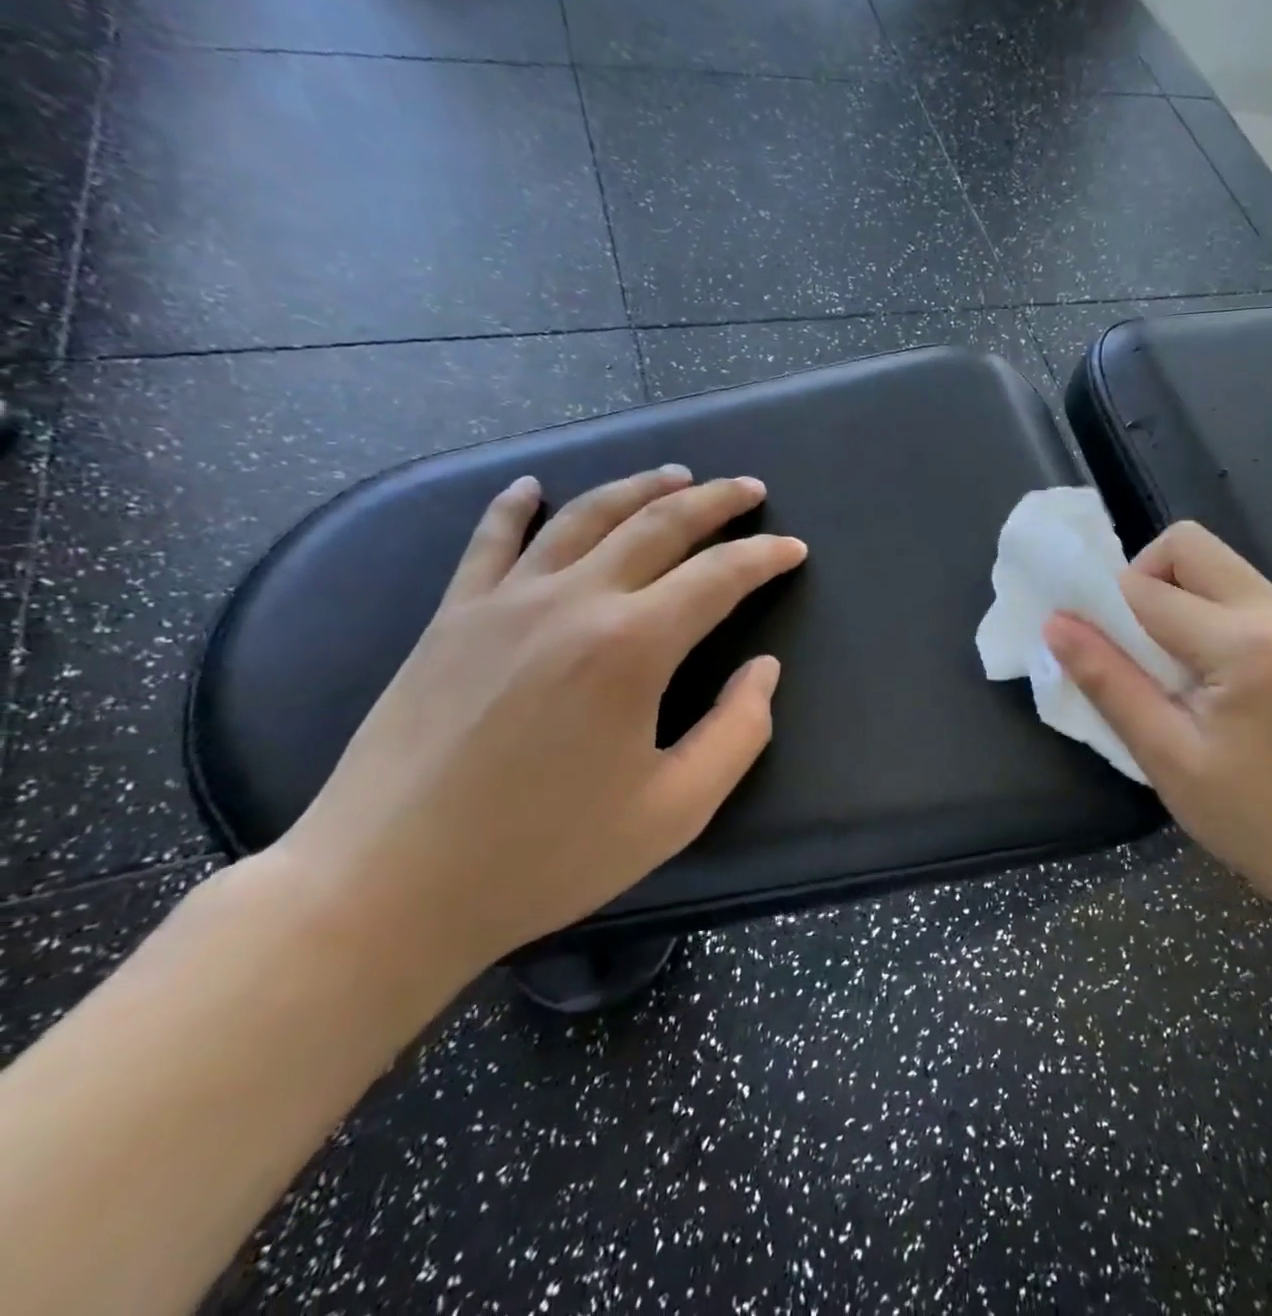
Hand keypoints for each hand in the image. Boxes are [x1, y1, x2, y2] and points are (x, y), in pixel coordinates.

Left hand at [269, 466, 807, 979]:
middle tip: (750, 488)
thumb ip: (738, 732)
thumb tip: (763, 670)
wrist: (386, 887)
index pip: (718, 576)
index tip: (795, 549)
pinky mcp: (450, 618)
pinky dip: (515, 506)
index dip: (765, 557)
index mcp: (632, 646)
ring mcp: (503, 602)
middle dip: (714, 501)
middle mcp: (572, 601)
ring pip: (584, 516)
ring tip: (675, 474)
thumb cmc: (546, 854)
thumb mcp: (675, 810)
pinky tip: (532, 486)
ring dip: (638, 488)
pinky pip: (490, 541)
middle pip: (657, 525)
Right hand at [1042, 521, 1271, 914]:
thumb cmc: (1251, 817)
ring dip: (1170, 594)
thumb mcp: (1165, 755)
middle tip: (1127, 644)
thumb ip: (1108, 681)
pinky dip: (1198, 609)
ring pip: (1211, 563)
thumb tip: (1055, 624)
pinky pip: (1233, 590)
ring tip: (1159, 662)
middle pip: (1187, 545)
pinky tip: (1195, 668)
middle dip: (1140, 579)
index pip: (1147, 589)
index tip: (1085, 645)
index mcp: (1244, 644)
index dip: (1102, 607)